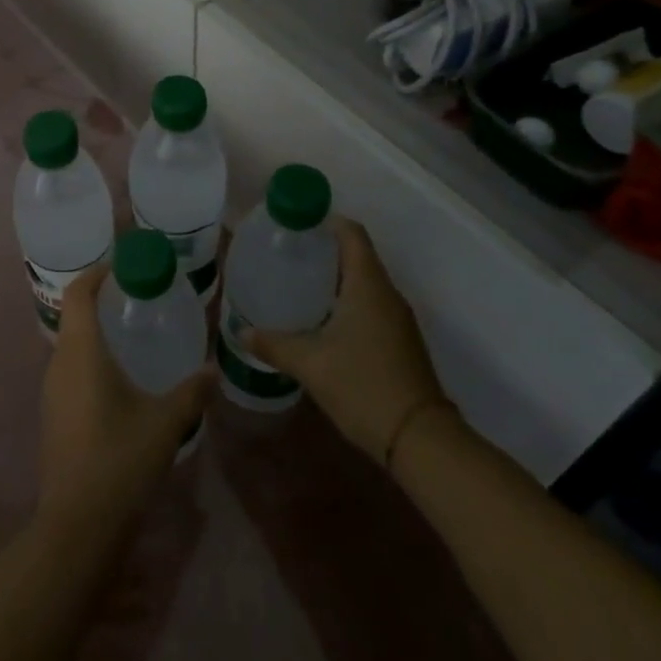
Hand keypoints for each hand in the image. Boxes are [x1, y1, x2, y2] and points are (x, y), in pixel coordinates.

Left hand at [38, 264, 212, 538]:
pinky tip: (120, 378)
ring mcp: (51, 390)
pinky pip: (70, 369)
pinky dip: (92, 358)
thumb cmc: (120, 461)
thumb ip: (192, 393)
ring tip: (133, 334)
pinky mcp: (53, 413)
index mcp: (81, 352)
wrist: (77, 524)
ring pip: (71, 344)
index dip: (98, 273)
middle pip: (74, 315)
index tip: (125, 266)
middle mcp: (59, 362)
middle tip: (139, 298)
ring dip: (97, 331)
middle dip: (102, 301)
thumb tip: (214, 370)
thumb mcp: (165, 423)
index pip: (79, 293)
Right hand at [245, 217, 450, 468]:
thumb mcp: (310, 363)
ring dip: (333, 276)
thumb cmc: (363, 386)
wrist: (420, 440)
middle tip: (284, 252)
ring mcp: (397, 318)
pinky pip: (369, 304)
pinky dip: (344, 300)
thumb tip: (240, 331)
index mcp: (368, 285)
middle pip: (356, 254)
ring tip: (295, 281)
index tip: (293, 223)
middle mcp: (386, 293)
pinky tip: (319, 318)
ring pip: (363, 281)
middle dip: (322, 248)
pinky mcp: (399, 340)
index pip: (350, 233)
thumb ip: (273, 343)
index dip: (324, 220)